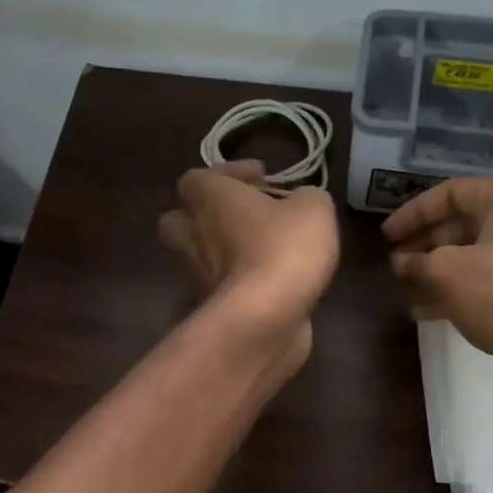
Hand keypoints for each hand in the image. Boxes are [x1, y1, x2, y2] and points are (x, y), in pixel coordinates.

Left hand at [159, 161, 339, 361]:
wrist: (265, 318)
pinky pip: (219, 287)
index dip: (227, 173)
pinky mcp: (212, 309)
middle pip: (179, 219)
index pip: (196, 178)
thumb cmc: (283, 249)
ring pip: (197, 256)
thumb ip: (305, 198)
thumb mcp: (313, 208)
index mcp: (210, 200)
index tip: (261, 177)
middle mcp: (193, 236)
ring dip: (223, 251)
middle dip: (205, 215)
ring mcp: (197, 276)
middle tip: (242, 216)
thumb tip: (300, 204)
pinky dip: (238, 283)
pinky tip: (271, 284)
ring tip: (263, 251)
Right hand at [383, 177, 492, 398]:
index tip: (385, 237)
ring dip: (437, 273)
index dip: (413, 213)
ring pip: (475, 258)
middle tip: (394, 266)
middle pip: (464, 225)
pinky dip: (458, 293)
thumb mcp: (447, 273)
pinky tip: (428, 313)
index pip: (452, 192)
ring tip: (404, 291)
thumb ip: (417, 262)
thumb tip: (400, 263)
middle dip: (425, 246)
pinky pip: (489, 284)